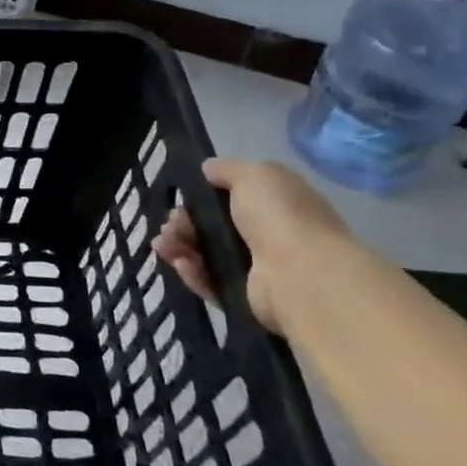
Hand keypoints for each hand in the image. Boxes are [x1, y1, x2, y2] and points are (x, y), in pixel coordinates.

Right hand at [151, 158, 349, 332]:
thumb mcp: (255, 174)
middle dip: (182, 223)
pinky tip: (181, 264)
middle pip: (211, 228)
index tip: (181, 198)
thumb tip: (206, 169)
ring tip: (163, 245)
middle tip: (170, 224)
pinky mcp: (243, 296)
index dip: (200, 197)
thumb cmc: (280, 216)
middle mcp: (266, 235)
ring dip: (179, 247)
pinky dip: (192, 273)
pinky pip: (209, 282)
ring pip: (205, 255)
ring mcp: (255, 268)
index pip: (229, 198)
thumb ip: (226, 169)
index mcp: (274, 204)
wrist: (302, 274)